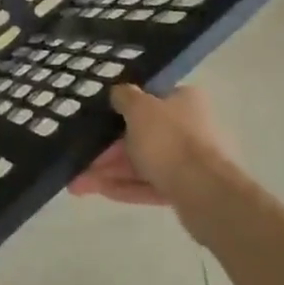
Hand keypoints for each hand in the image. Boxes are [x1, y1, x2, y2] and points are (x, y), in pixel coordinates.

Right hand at [69, 84, 236, 207]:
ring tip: (78, 183)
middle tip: (80, 158)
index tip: (96, 119)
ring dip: (110, 171)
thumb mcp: (139, 108)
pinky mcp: (184, 190)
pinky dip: (125, 187)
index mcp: (184, 100)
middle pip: (140, 134)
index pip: (149, 99)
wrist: (204, 193)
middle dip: (107, 148)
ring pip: (141, 162)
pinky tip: (98, 191)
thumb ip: (124, 96)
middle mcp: (188, 127)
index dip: (120, 109)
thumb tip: (117, 91)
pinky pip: (148, 184)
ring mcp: (188, 161)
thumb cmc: (169, 140)